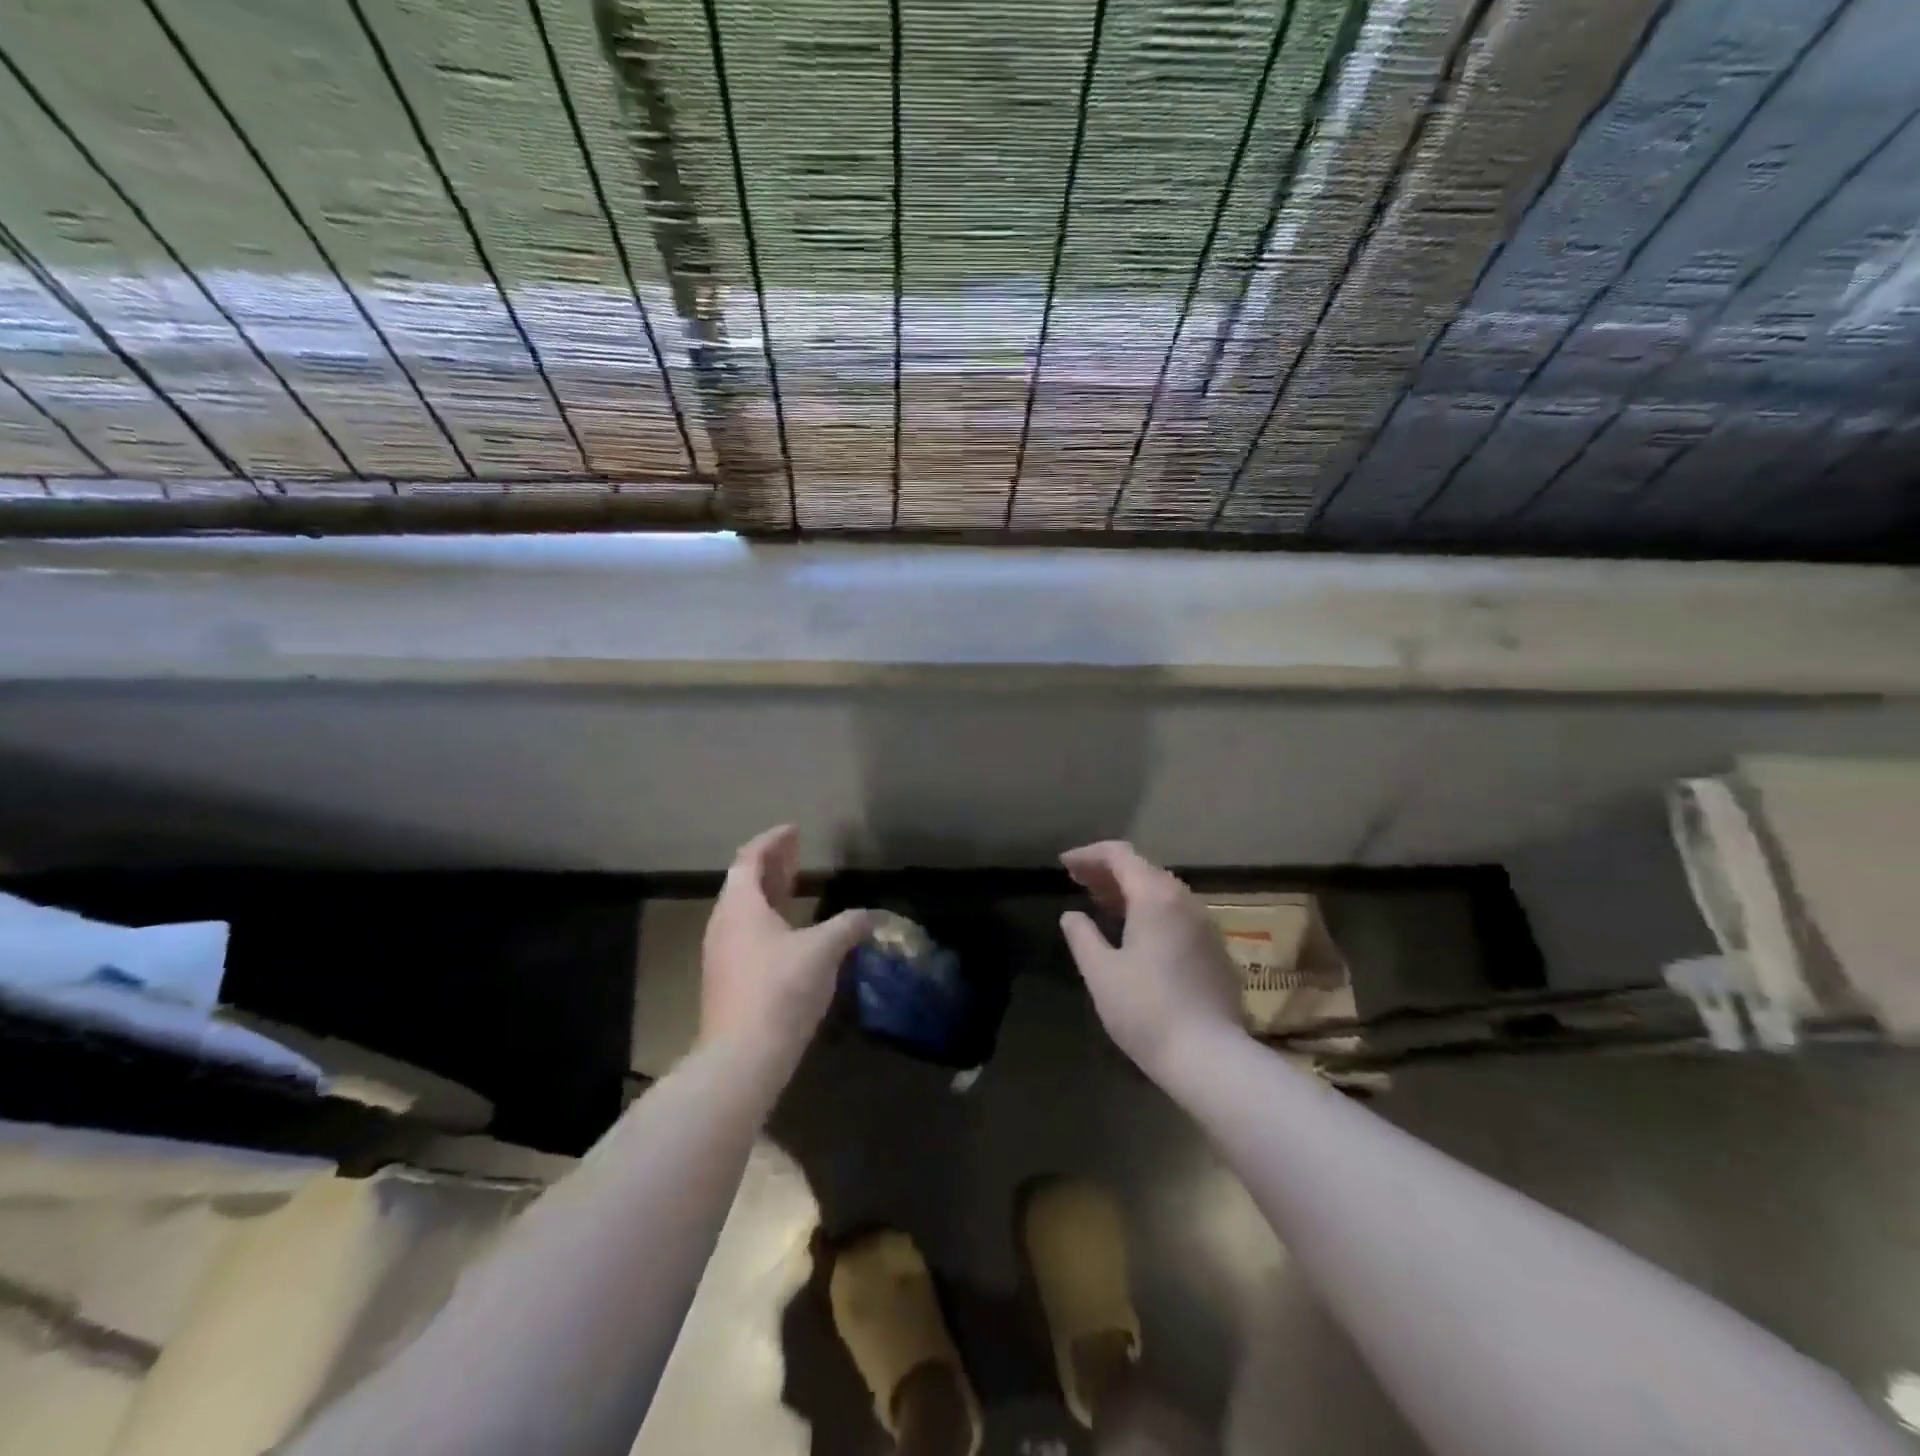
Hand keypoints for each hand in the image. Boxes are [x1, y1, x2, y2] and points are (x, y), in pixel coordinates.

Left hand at [702, 825, 872, 1059]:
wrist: (742, 1057)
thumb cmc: (781, 989)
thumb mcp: (823, 950)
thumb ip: (849, 926)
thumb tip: (874, 915)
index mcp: (740, 906)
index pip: (750, 858)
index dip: (772, 841)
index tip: (793, 830)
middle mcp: (724, 924)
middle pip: (744, 882)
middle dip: (772, 864)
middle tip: (797, 852)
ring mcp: (721, 954)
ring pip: (744, 910)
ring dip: (769, 893)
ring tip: (794, 886)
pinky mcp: (726, 981)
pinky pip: (745, 933)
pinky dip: (767, 919)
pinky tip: (789, 933)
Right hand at [1058, 841, 1244, 1075]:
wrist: (1210, 1056)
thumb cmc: (1145, 1010)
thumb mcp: (1100, 972)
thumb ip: (1082, 936)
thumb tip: (1072, 916)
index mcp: (1155, 897)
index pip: (1119, 855)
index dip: (1089, 855)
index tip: (1064, 864)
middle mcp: (1184, 900)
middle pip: (1143, 869)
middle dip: (1108, 871)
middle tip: (1078, 882)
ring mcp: (1204, 924)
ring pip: (1162, 891)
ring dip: (1129, 890)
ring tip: (1101, 903)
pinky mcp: (1215, 948)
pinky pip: (1177, 912)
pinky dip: (1150, 909)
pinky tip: (1135, 931)